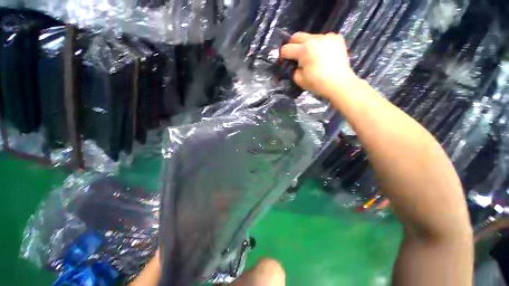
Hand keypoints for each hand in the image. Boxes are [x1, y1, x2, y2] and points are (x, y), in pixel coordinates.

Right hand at [281, 32, 356, 96]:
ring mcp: (327, 37)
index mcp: (304, 50)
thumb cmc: (318, 84)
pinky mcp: (336, 38)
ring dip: (307, 45)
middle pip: (297, 36)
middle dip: (292, 45)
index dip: (283, 56)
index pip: (286, 49)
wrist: (340, 83)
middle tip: (295, 56)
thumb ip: (294, 70)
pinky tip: (323, 55)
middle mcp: (314, 39)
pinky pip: (323, 39)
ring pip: (310, 37)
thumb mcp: (300, 80)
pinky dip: (320, 45)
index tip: (284, 62)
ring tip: (312, 57)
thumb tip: (295, 65)